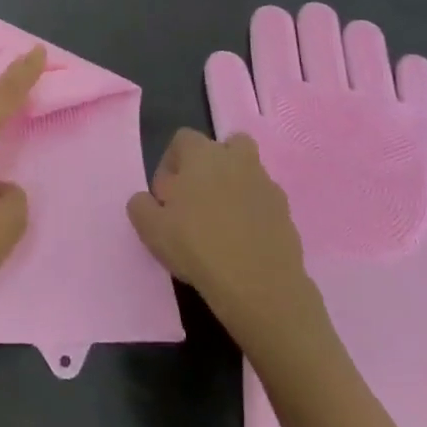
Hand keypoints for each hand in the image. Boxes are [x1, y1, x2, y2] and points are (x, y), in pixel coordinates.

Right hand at [127, 128, 321, 341]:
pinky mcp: (286, 213)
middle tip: (197, 201)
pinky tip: (243, 244)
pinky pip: (263, 203)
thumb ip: (141, 205)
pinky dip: (253, 215)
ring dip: (234, 189)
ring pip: (247, 174)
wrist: (259, 286)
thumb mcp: (150, 229)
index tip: (165, 197)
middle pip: (224, 148)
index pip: (182, 139)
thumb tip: (147, 200)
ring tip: (221, 225)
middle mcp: (237, 159)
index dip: (169, 164)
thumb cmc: (198, 246)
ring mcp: (266, 184)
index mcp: (202, 154)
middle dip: (210, 167)